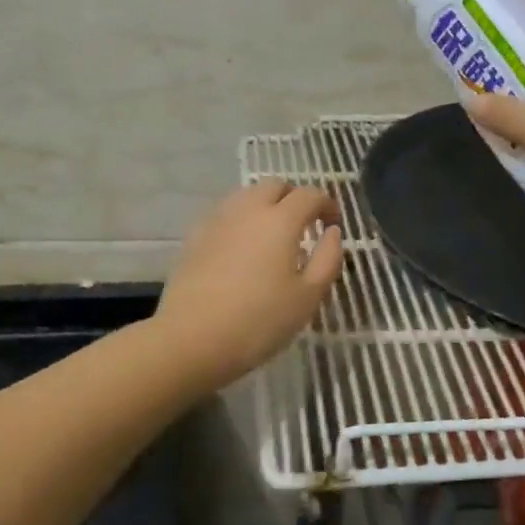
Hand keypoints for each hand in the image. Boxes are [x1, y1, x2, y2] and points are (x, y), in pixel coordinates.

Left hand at [155, 179, 342, 389]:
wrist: (191, 339)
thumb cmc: (259, 321)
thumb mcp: (308, 297)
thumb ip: (328, 259)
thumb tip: (333, 232)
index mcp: (280, 220)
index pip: (309, 194)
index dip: (326, 204)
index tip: (333, 223)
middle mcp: (248, 209)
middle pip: (275, 185)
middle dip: (294, 198)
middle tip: (304, 225)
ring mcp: (217, 220)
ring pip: (246, 196)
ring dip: (266, 205)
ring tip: (273, 236)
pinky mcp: (195, 236)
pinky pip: (225, 214)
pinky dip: (241, 220)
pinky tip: (243, 248)